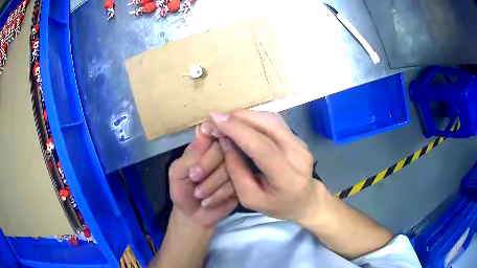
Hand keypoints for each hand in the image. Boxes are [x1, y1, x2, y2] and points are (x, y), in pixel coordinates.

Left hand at [168, 126, 237, 226]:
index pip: (214, 134)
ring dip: (212, 184)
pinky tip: (209, 201)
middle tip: (194, 179)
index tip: (196, 164)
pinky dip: (220, 194)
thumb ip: (190, 155)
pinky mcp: (241, 182)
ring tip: (199, 194)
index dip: (207, 148)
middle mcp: (222, 153)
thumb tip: (203, 129)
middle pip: (225, 148)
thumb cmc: (182, 190)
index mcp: (205, 146)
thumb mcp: (177, 172)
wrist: (194, 215)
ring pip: (232, 167)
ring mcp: (234, 167)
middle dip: (207, 167)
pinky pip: (237, 183)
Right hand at [210, 110, 329, 224]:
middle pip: (269, 124)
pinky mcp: (298, 137)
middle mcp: (298, 155)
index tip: (215, 120)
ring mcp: (301, 143)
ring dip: (247, 115)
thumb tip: (224, 141)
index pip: (262, 147)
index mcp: (287, 178)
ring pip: (272, 118)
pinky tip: (241, 123)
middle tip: (217, 118)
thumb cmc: (276, 205)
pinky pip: (274, 121)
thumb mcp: (250, 198)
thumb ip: (236, 171)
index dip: (238, 130)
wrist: (305, 201)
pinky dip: (255, 118)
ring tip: (227, 120)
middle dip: (239, 117)